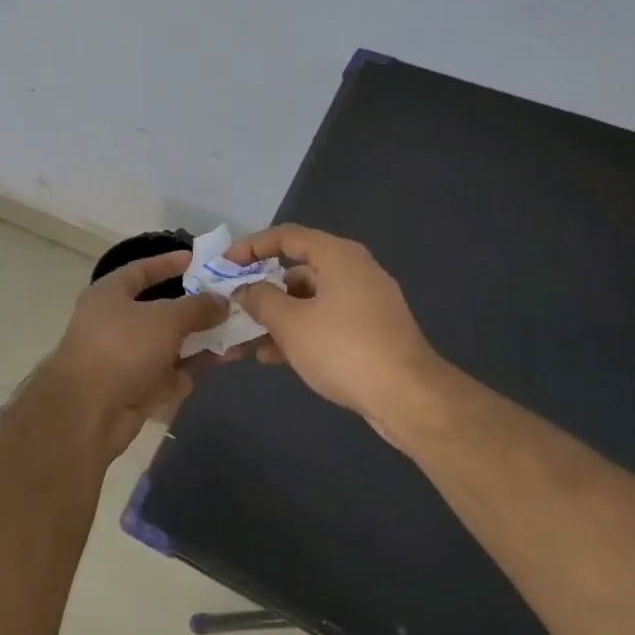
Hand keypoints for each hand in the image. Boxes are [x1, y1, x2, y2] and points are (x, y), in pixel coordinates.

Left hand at [39, 251, 225, 456]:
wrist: (88, 413)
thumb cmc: (123, 349)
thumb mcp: (165, 319)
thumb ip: (197, 307)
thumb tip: (221, 300)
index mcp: (110, 294)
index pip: (142, 270)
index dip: (169, 263)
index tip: (200, 260)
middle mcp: (115, 322)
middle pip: (161, 309)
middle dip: (196, 308)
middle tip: (232, 302)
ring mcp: (125, 357)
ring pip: (169, 343)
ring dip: (201, 340)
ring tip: (239, 334)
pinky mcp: (135, 388)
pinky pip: (169, 372)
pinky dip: (192, 367)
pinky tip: (224, 361)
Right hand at [226, 225, 449, 443]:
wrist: (408, 397)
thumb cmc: (344, 348)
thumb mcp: (291, 323)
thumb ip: (261, 300)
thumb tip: (245, 289)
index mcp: (338, 257)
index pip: (287, 236)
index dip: (252, 246)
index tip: (226, 265)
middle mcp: (355, 271)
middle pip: (298, 269)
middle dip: (262, 288)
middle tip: (235, 305)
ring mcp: (366, 303)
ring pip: (310, 300)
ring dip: (278, 316)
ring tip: (247, 340)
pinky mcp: (371, 332)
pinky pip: (325, 321)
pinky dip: (300, 332)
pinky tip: (274, 357)